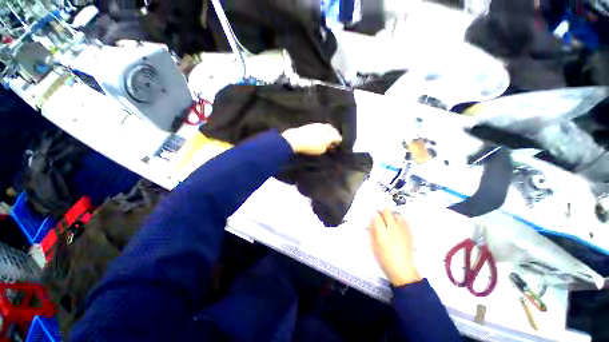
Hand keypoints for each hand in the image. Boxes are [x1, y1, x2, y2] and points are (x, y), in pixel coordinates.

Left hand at [281, 123, 341, 154]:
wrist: (296, 139)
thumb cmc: (310, 146)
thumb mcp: (321, 150)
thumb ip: (326, 147)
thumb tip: (328, 145)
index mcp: (330, 134)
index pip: (338, 137)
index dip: (338, 142)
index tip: (337, 145)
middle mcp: (325, 128)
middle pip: (332, 130)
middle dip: (333, 135)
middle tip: (332, 140)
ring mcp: (317, 125)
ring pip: (325, 127)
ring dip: (326, 132)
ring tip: (324, 138)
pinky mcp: (310, 125)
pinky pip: (318, 127)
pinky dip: (320, 131)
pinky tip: (317, 135)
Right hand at [369, 208, 421, 286]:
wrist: (403, 270)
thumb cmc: (384, 259)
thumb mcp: (373, 246)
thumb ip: (372, 232)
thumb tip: (372, 222)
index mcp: (382, 233)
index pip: (376, 217)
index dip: (373, 216)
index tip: (372, 217)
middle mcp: (392, 228)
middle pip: (387, 213)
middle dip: (382, 211)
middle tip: (380, 213)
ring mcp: (402, 230)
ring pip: (397, 215)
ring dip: (392, 214)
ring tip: (389, 217)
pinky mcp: (409, 233)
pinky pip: (405, 221)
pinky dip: (400, 219)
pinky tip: (398, 222)